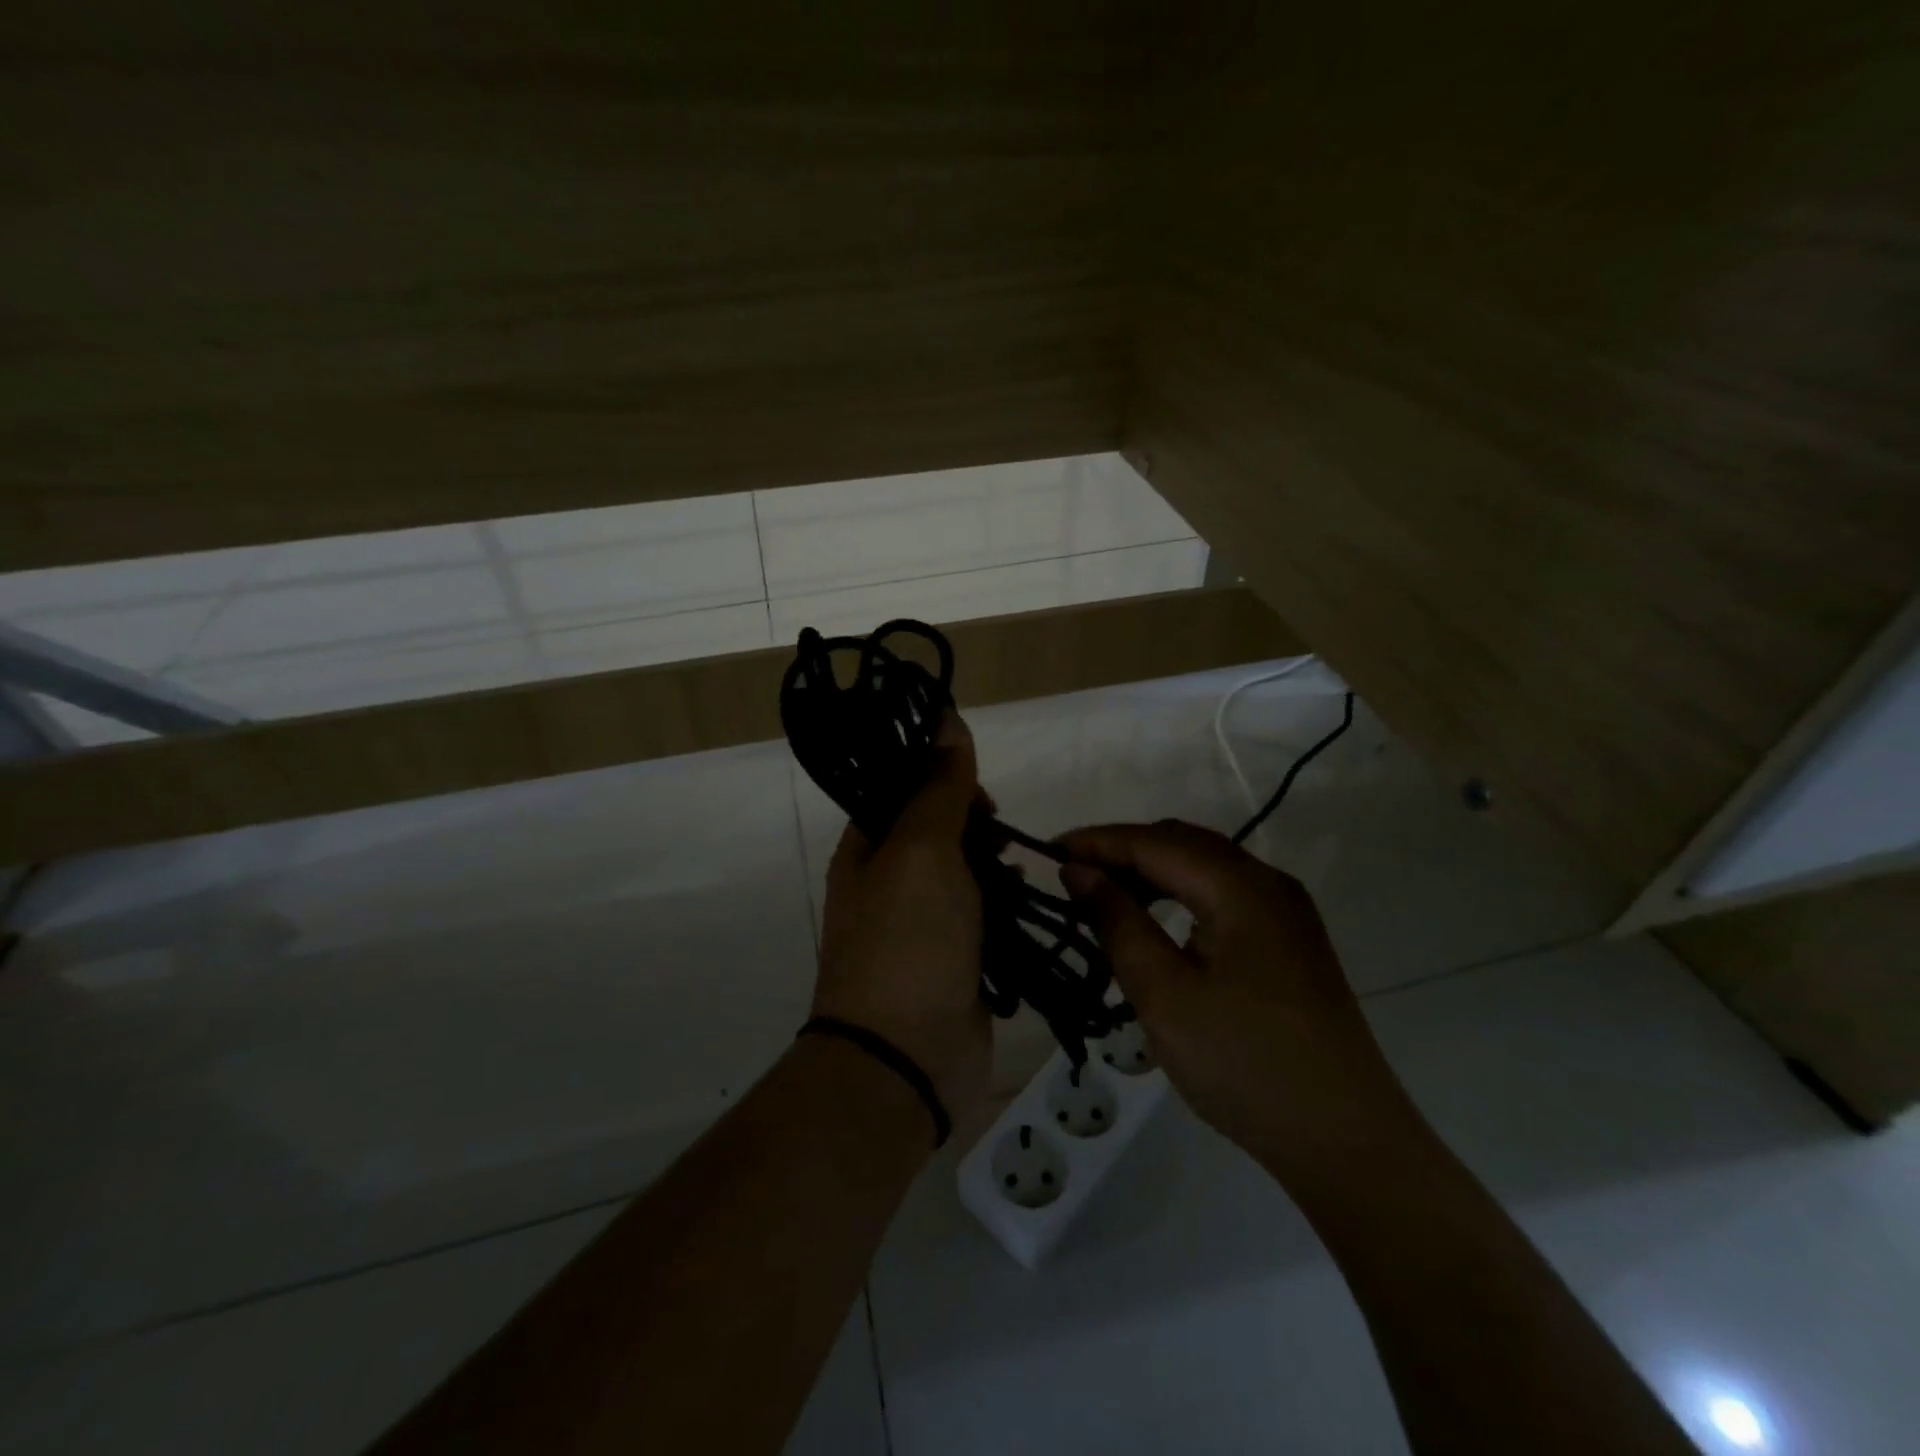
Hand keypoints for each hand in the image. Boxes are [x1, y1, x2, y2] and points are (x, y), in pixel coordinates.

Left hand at [813, 711, 992, 1128]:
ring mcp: (922, 926)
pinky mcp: (954, 961)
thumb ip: (938, 786)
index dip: (941, 780)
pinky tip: (1022, 905)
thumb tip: (945, 716)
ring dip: (992, 865)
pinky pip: (982, 916)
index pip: (903, 792)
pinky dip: (1003, 905)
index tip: (978, 793)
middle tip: (998, 839)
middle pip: (937, 831)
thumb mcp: (921, 849)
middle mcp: (888, 884)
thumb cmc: (909, 940)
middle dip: (974, 825)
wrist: (906, 1059)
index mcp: (866, 851)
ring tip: (1013, 873)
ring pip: (964, 874)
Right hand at [1058, 820, 1415, 1177]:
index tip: (1047, 849)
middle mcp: (1269, 885)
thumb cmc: (1244, 1064)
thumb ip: (1118, 922)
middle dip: (1124, 850)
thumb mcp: (1164, 993)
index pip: (1156, 842)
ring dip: (1152, 872)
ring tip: (1104, 895)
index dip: (1099, 841)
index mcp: (1243, 888)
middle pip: (1184, 844)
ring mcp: (1286, 913)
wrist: (1344, 1141)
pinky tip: (1156, 922)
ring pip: (1205, 867)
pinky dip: (1180, 895)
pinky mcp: (1289, 942)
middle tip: (1071, 873)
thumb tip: (1079, 871)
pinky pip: (1224, 895)